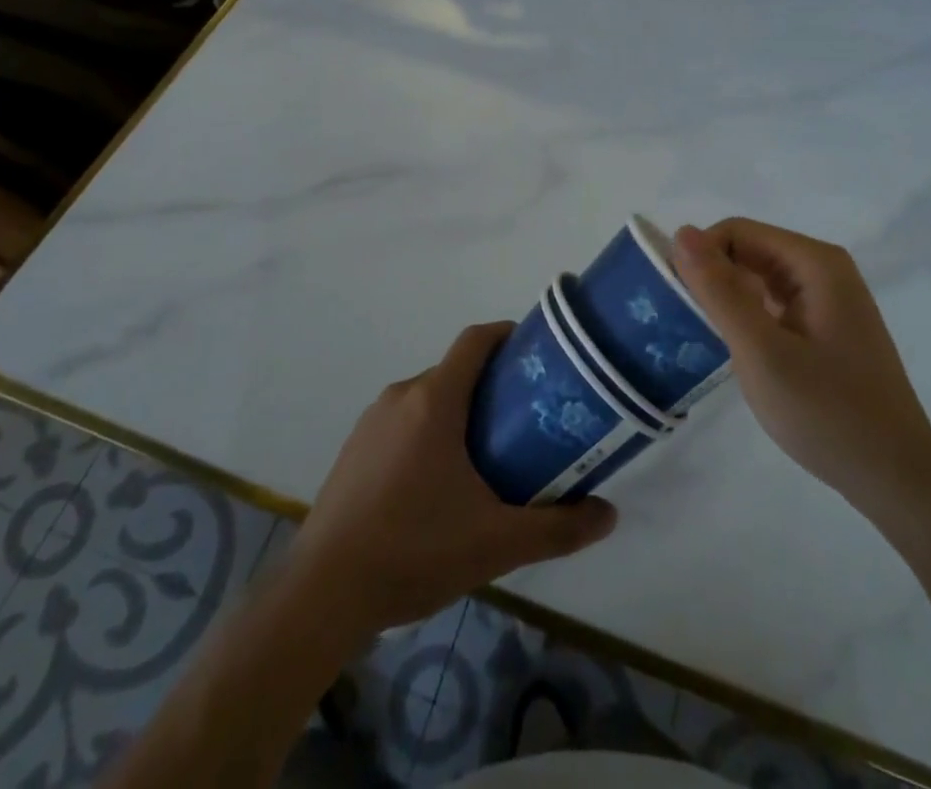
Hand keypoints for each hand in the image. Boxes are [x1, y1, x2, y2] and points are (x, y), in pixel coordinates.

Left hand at [286, 323, 616, 634]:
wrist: (321, 594)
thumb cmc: (413, 551)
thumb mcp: (496, 543)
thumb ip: (557, 528)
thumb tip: (609, 515)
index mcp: (434, 400)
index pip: (476, 341)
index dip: (508, 336)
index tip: (537, 355)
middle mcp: (401, 397)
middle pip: (455, 372)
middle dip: (492, 386)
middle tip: (525, 420)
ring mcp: (371, 422)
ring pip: (428, 398)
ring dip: (459, 413)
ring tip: (488, 456)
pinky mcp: (353, 450)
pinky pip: (402, 423)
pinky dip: (428, 434)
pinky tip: (438, 486)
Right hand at [672, 219, 930, 525]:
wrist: (895, 478)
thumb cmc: (827, 412)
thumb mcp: (761, 351)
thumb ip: (719, 290)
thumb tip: (681, 232)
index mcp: (815, 263)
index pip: (738, 232)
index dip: (701, 257)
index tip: (677, 300)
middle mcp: (824, 270)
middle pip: (749, 251)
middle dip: (714, 278)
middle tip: (688, 325)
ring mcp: (828, 300)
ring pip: (759, 279)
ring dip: (729, 301)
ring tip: (707, 340)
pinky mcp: (826, 327)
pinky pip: (774, 304)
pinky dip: (749, 319)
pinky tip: (739, 353)